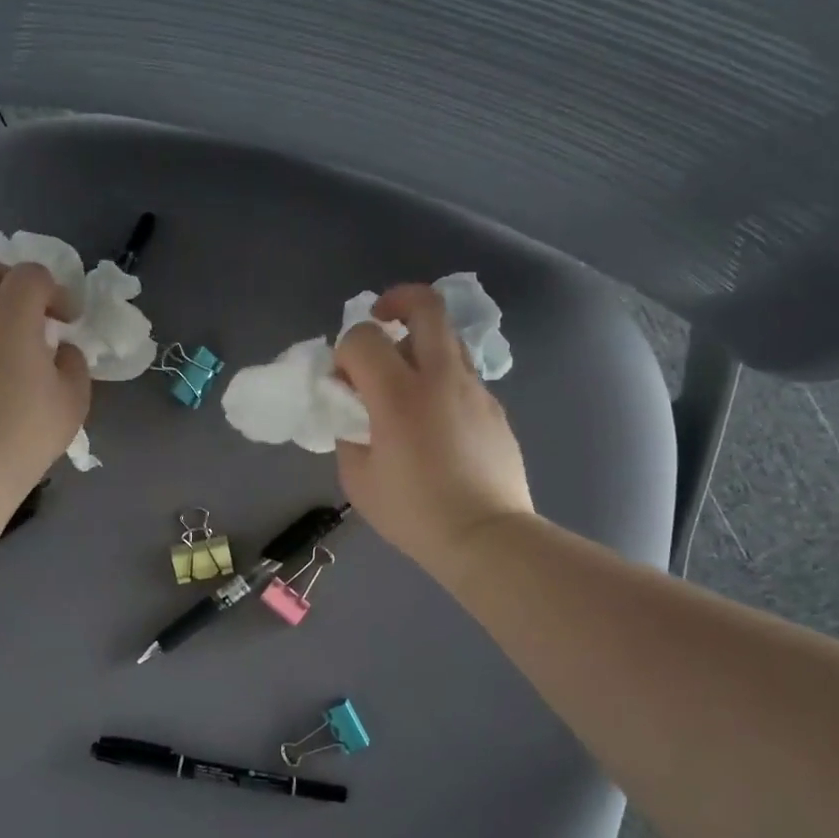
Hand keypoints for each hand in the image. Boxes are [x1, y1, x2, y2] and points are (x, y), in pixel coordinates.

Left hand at [0, 259, 90, 492]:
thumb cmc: (29, 429)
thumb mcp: (73, 397)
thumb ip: (73, 363)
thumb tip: (62, 351)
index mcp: (9, 314)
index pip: (32, 274)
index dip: (56, 291)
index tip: (69, 321)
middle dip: (9, 281)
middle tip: (31, 312)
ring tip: (10, 347)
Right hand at [333, 284, 534, 579]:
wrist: (486, 537)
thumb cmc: (414, 513)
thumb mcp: (358, 478)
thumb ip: (348, 433)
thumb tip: (355, 412)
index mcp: (398, 394)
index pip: (362, 337)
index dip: (344, 350)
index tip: (343, 381)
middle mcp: (440, 377)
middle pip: (425, 304)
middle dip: (397, 300)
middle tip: (381, 322)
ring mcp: (474, 389)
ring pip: (448, 337)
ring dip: (420, 342)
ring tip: (406, 380)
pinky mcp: (494, 407)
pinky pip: (462, 375)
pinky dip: (441, 379)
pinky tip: (434, 421)